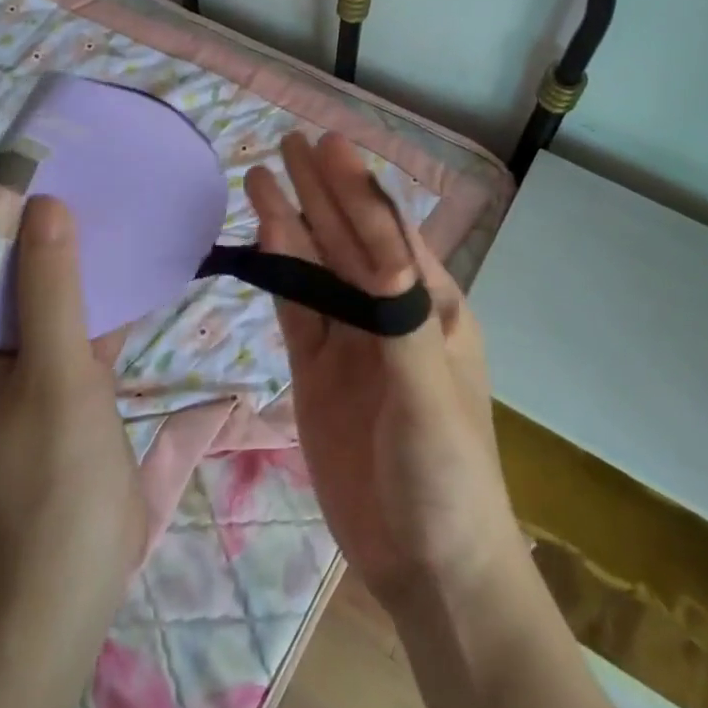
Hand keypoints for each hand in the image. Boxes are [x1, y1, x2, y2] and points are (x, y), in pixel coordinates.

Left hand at [0, 197, 147, 626]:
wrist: (74, 578)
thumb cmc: (52, 475)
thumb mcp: (55, 372)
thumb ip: (52, 287)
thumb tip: (46, 203)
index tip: (35, 154)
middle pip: (6, 270)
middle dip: (41, 222)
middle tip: (82, 168)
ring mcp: (21, 367)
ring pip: (45, 293)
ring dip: (75, 255)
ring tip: (110, 200)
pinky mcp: (60, 382)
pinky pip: (75, 322)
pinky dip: (101, 295)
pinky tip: (136, 262)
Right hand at [247, 132, 522, 614]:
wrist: (426, 564)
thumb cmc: (447, 475)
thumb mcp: (430, 395)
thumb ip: (401, 320)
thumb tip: (380, 246)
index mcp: (432, 308)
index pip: (388, 234)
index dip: (358, 189)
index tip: (329, 146)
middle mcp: (390, 314)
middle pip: (347, 241)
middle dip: (321, 191)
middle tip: (288, 142)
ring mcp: (350, 343)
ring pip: (316, 270)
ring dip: (291, 224)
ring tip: (260, 177)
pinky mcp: (317, 373)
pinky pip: (296, 312)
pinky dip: (279, 274)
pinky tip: (264, 240)